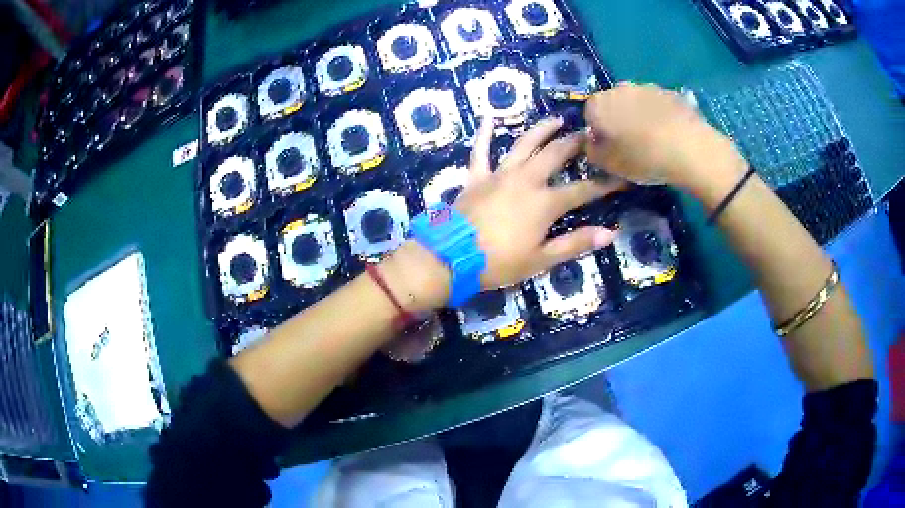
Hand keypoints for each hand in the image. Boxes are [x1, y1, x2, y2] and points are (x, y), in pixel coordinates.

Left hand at [454, 117, 622, 289]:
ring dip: (541, 130)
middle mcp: (526, 179)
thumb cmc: (499, 262)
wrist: (452, 258)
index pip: (583, 190)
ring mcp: (499, 174)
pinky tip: (488, 118)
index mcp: (545, 202)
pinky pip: (480, 151)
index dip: (604, 183)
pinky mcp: (477, 176)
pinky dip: (484, 134)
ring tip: (556, 119)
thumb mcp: (541, 259)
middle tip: (589, 133)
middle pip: (555, 154)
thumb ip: (576, 243)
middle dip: (575, 143)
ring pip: (524, 144)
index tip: (621, 175)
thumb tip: (610, 234)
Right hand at [584, 83, 746, 192]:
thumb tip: (592, 144)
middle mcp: (619, 89)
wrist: (688, 147)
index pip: (589, 115)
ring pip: (636, 102)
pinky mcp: (669, 92)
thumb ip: (593, 152)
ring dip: (639, 116)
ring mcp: (646, 87)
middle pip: (613, 104)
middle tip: (631, 144)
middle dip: (618, 120)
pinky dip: (659, 115)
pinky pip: (657, 104)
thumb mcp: (610, 165)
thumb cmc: (643, 157)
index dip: (598, 132)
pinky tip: (669, 134)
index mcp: (599, 105)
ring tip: (653, 140)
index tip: (609, 148)